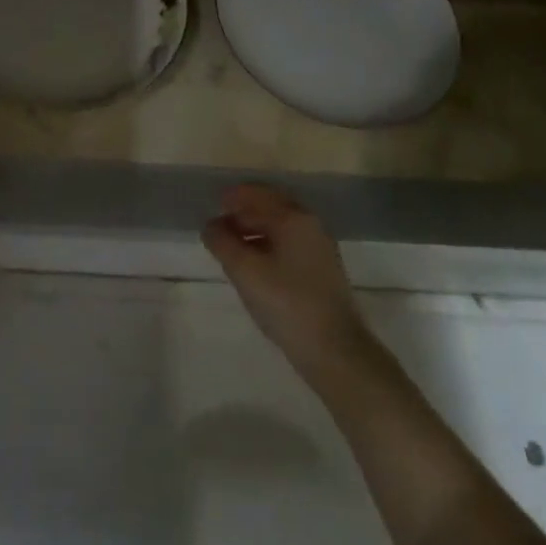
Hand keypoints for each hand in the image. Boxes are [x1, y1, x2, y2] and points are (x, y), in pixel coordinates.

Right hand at [203, 184, 375, 381]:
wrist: (335, 350)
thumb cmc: (286, 303)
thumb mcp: (245, 271)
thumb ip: (222, 242)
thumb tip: (210, 225)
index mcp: (293, 218)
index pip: (258, 193)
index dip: (233, 196)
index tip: (213, 204)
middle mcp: (310, 225)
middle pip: (271, 207)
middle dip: (243, 213)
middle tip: (218, 227)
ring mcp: (319, 248)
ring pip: (280, 227)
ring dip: (254, 230)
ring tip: (230, 247)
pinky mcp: (321, 271)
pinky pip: (288, 245)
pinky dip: (267, 246)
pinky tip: (253, 265)